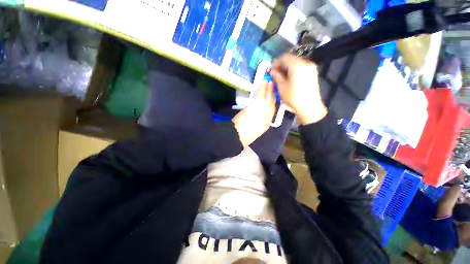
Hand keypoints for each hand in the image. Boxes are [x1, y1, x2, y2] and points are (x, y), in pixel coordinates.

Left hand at [232, 81, 275, 146]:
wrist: (238, 135)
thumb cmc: (243, 136)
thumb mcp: (253, 131)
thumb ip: (257, 123)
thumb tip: (257, 116)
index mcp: (266, 125)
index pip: (272, 112)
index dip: (273, 103)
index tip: (273, 97)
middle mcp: (267, 117)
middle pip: (272, 104)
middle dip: (273, 95)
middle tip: (273, 87)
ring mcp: (263, 111)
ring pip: (268, 98)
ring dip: (269, 89)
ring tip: (269, 83)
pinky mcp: (256, 105)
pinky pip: (261, 95)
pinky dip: (262, 88)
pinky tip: (263, 83)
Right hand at [271, 54, 326, 124]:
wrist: (309, 107)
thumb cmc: (293, 97)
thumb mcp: (282, 87)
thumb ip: (277, 76)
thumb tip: (273, 71)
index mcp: (297, 65)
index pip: (285, 57)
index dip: (276, 62)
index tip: (271, 69)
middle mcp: (306, 63)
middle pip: (291, 59)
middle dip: (282, 65)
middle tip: (275, 73)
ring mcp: (311, 68)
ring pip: (296, 63)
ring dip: (287, 68)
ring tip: (281, 76)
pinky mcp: (312, 73)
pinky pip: (301, 68)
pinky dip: (293, 70)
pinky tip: (289, 78)